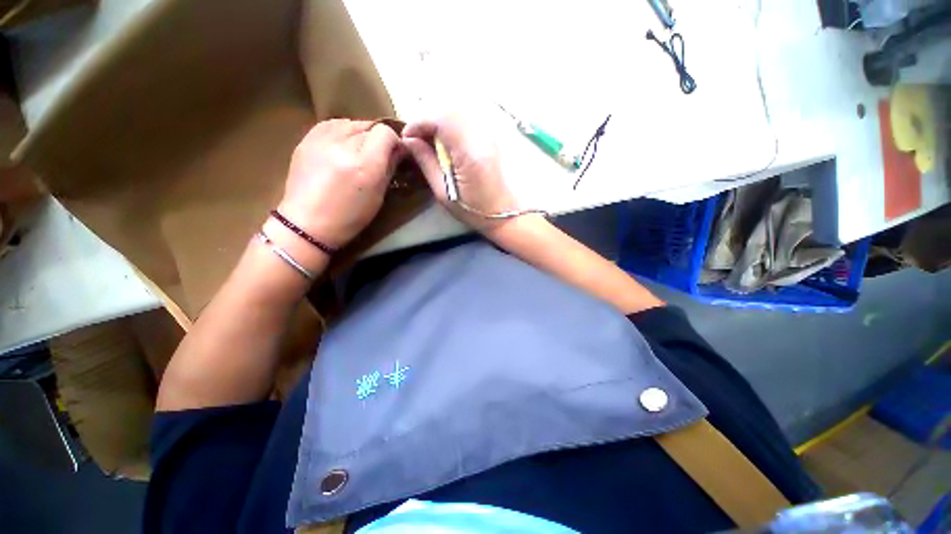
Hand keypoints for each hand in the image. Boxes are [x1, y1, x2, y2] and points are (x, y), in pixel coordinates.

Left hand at [277, 119, 401, 247]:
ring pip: (350, 123)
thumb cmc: (350, 216)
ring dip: (360, 134)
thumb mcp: (379, 196)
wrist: (307, 224)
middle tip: (378, 157)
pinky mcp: (306, 139)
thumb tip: (398, 150)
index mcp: (365, 164)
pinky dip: (342, 132)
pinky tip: (342, 147)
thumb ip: (390, 168)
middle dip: (378, 140)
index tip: (396, 155)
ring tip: (358, 152)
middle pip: (369, 126)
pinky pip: (332, 124)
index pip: (386, 133)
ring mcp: (321, 139)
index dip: (394, 142)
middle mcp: (343, 145)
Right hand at [402, 114, 519, 233]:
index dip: (419, 122)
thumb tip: (408, 140)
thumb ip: (426, 162)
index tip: (407, 136)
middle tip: (416, 139)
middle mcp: (481, 138)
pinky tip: (445, 142)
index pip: (441, 119)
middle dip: (427, 119)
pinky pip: (465, 121)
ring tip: (428, 141)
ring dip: (438, 121)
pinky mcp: (490, 137)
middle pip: (448, 110)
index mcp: (469, 154)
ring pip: (457, 112)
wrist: (502, 212)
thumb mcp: (443, 192)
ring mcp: (488, 135)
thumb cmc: (472, 209)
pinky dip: (449, 125)